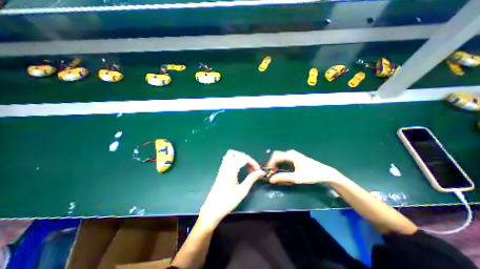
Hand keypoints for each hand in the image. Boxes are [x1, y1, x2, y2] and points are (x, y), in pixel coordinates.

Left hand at [198, 150, 265, 229]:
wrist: (212, 209)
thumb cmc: (228, 201)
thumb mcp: (242, 191)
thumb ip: (252, 179)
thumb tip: (261, 172)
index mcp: (231, 170)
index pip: (243, 158)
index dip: (252, 161)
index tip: (258, 169)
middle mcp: (225, 166)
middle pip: (236, 154)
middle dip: (246, 158)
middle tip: (252, 168)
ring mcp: (222, 168)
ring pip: (230, 154)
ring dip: (240, 157)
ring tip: (246, 166)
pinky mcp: (220, 171)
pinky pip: (227, 159)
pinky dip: (235, 160)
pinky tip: (239, 168)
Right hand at [266, 149, 345, 184]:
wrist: (325, 173)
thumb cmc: (311, 175)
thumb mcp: (297, 178)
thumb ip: (283, 177)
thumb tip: (271, 179)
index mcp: (290, 155)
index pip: (275, 157)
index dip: (269, 164)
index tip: (267, 172)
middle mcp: (290, 152)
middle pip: (277, 156)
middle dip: (272, 164)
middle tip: (269, 173)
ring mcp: (292, 154)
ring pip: (280, 157)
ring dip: (275, 164)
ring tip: (273, 173)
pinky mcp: (294, 157)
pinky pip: (283, 158)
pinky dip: (280, 164)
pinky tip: (280, 170)